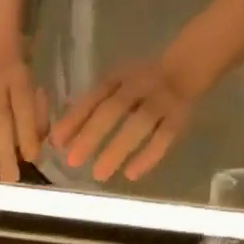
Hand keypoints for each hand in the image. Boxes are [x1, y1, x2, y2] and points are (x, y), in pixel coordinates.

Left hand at [50, 54, 204, 183]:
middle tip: (73, 162)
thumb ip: (87, 110)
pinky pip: (165, 137)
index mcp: (118, 78)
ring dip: (118, 148)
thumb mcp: (112, 89)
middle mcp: (139, 85)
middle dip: (92, 135)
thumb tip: (56, 140)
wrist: (186, 69)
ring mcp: (162, 100)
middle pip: (114, 109)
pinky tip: (131, 175)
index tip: (56, 143)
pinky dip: (149, 156)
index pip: (94, 97)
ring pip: (140, 124)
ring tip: (99, 175)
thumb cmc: (136, 87)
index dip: (75, 118)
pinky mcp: (179, 117)